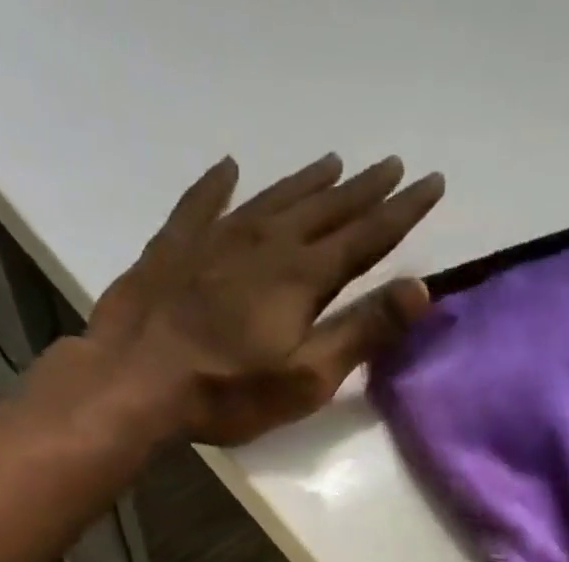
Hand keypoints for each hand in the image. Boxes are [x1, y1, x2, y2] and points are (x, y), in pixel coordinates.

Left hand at [80, 153, 444, 445]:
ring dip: (307, 182)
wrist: (136, 379)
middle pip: (325, 209)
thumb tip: (421, 289)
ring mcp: (216, 239)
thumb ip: (362, 332)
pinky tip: (228, 170)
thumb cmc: (229, 391)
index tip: (432, 182)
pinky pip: (202, 203)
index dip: (402, 212)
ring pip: (273, 198)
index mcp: (303, 277)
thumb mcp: (307, 377)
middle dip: (364, 189)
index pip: (367, 236)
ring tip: (332, 163)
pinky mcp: (174, 247)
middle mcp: (266, 243)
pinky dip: (219, 184)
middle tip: (392, 166)